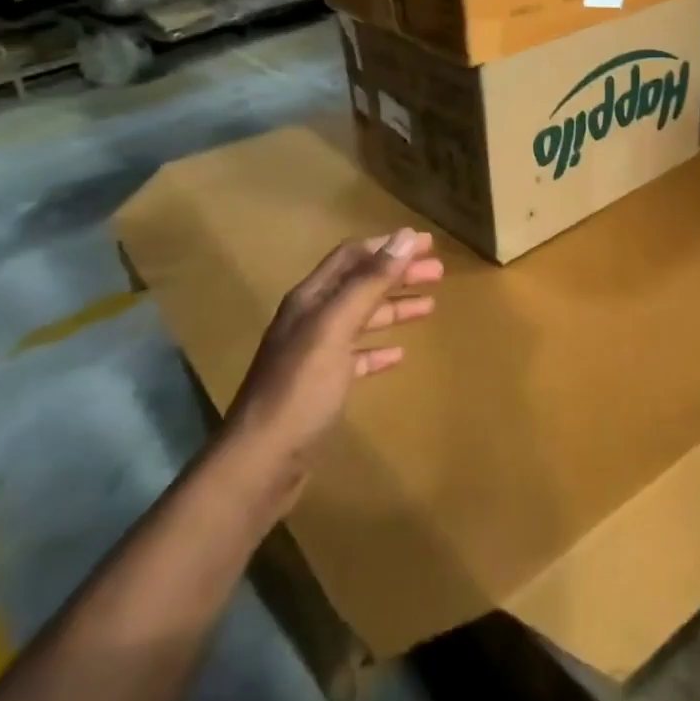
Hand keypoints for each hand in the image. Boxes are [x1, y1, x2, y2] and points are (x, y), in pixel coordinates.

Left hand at [219, 229, 442, 517]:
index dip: (389, 246)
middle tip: (438, 273)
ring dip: (394, 308)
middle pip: (360, 285)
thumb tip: (405, 237)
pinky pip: (356, 356)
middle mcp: (310, 320)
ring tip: (429, 306)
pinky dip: (379, 349)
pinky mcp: (321, 386)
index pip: (352, 257)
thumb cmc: (300, 390)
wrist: (261, 463)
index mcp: (310, 300)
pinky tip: (399, 354)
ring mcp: (314, 353)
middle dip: (398, 274)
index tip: (428, 244)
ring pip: (361, 319)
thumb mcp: (335, 329)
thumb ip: (369, 283)